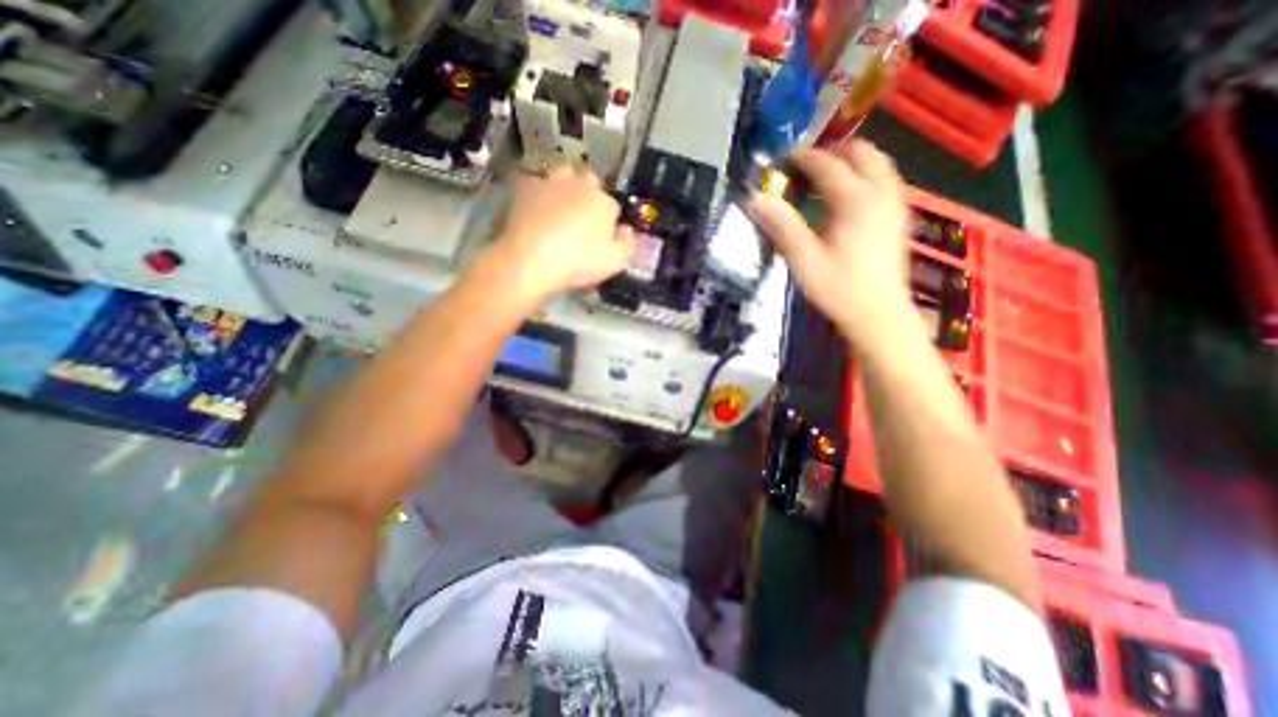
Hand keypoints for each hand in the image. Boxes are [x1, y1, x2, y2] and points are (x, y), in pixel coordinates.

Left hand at [489, 166, 632, 298]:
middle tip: (583, 218)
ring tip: (561, 205)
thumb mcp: (614, 262)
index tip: (603, 236)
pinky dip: (540, 192)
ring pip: (564, 174)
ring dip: (566, 185)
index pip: (613, 206)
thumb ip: (626, 243)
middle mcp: (580, 185)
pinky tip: (537, 208)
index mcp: (604, 202)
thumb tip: (626, 229)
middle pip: (590, 182)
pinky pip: (537, 183)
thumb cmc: (578, 263)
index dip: (609, 221)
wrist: (530, 259)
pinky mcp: (525, 188)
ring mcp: (551, 183)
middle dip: (590, 195)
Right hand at [746, 140, 912, 345]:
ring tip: (822, 183)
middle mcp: (880, 193)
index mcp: (855, 201)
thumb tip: (755, 199)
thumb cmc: (838, 289)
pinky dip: (864, 177)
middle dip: (830, 153)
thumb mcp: (803, 260)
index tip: (780, 162)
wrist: (878, 315)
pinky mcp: (899, 217)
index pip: (826, 164)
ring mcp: (894, 203)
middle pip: (860, 152)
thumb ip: (781, 226)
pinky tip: (846, 200)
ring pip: (877, 163)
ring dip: (850, 163)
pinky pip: (884, 180)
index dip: (801, 158)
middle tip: (803, 172)